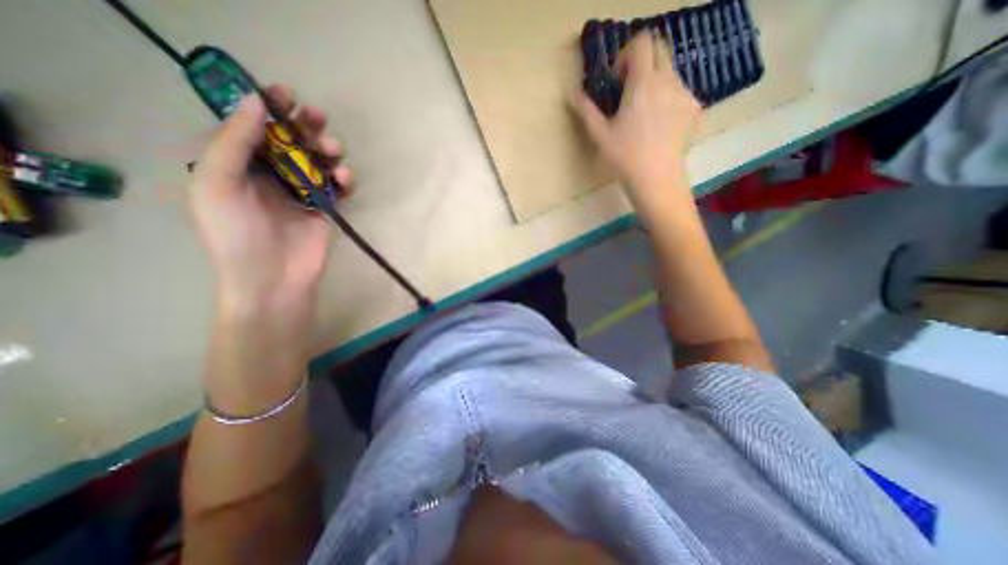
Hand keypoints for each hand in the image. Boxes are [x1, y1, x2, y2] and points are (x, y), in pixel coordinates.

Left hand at [189, 84, 352, 312]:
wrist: (273, 278)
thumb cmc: (236, 234)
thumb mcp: (217, 184)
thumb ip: (234, 142)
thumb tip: (255, 103)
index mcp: (238, 165)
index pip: (255, 128)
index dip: (270, 107)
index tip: (288, 94)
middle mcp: (271, 175)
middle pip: (292, 141)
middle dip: (305, 126)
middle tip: (317, 119)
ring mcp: (301, 192)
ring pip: (319, 162)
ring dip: (328, 151)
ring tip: (333, 151)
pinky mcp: (326, 208)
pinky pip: (337, 187)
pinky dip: (344, 180)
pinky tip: (344, 180)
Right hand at [570, 31, 702, 201]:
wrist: (656, 180)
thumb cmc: (624, 157)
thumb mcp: (600, 134)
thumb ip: (586, 110)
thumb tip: (572, 93)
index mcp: (643, 83)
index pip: (642, 42)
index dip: (626, 55)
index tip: (616, 80)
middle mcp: (668, 81)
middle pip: (660, 50)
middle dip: (642, 63)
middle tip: (628, 92)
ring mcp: (685, 94)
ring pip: (671, 73)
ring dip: (654, 83)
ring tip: (643, 114)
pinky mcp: (694, 110)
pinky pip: (680, 92)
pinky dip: (667, 99)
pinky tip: (658, 125)